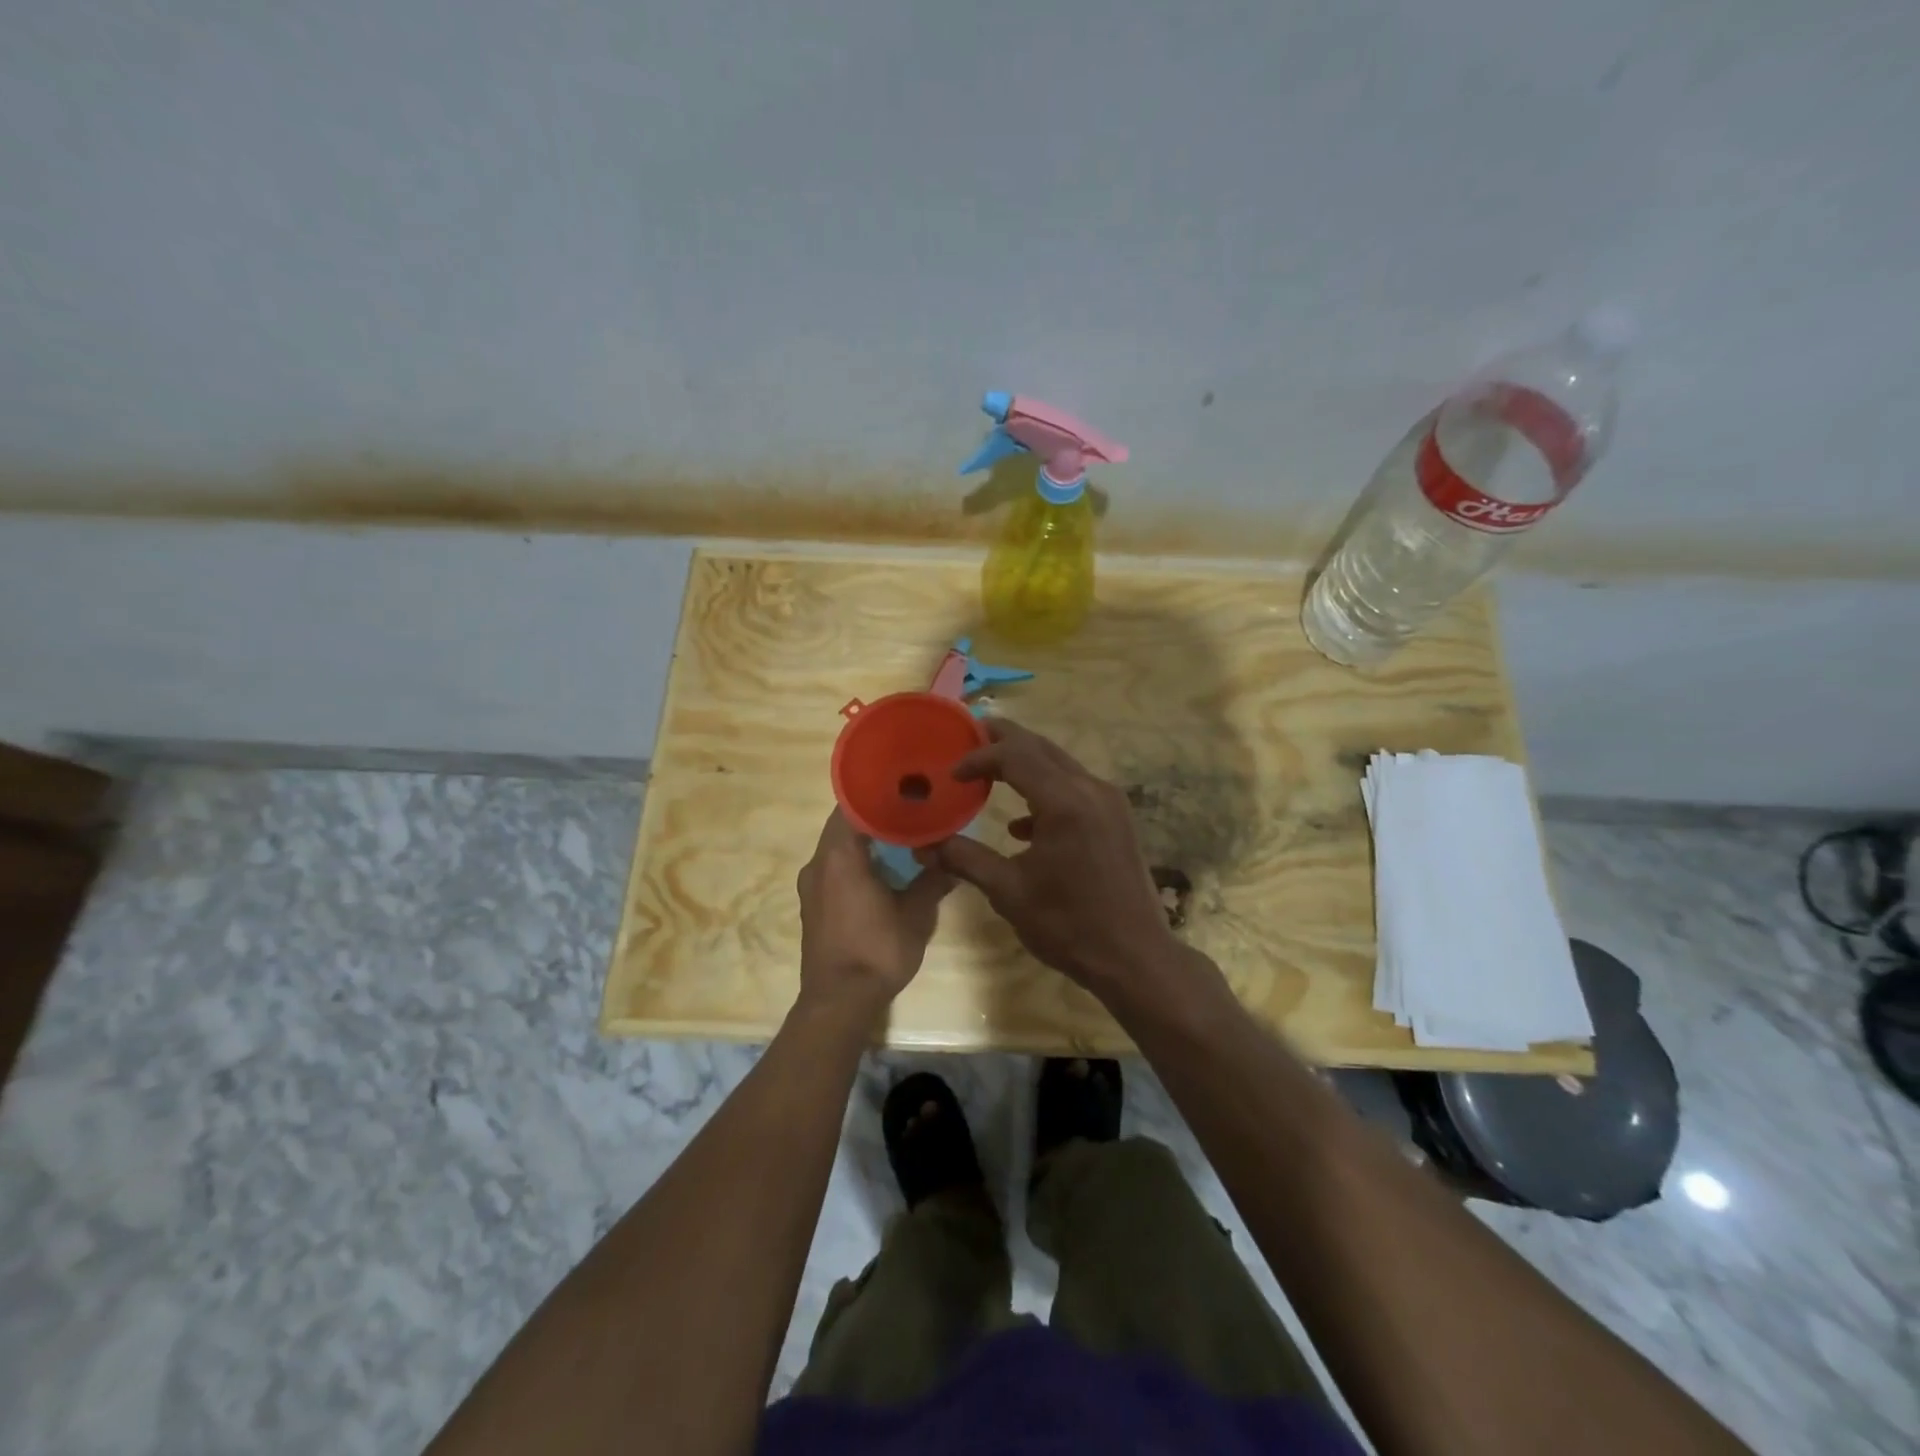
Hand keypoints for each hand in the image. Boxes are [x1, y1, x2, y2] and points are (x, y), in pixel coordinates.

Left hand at [796, 810, 953, 1016]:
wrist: (839, 1001)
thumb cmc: (877, 950)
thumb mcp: (916, 914)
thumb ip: (932, 881)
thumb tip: (951, 862)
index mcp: (840, 855)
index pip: (852, 805)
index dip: (878, 794)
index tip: (904, 789)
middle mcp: (818, 863)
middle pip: (844, 824)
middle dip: (875, 816)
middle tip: (910, 811)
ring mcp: (811, 885)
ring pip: (838, 847)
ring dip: (865, 841)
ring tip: (901, 838)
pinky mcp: (813, 905)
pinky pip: (834, 869)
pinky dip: (855, 861)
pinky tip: (883, 871)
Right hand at [916, 719, 1183, 994]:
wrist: (1135, 957)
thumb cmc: (1069, 925)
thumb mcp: (1009, 892)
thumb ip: (966, 860)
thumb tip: (924, 847)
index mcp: (1065, 801)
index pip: (1015, 756)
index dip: (979, 757)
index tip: (951, 773)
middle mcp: (1091, 789)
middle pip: (1040, 748)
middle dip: (1003, 740)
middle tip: (968, 736)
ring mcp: (1109, 802)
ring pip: (1060, 764)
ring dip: (1024, 762)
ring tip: (989, 771)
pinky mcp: (1116, 819)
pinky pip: (1075, 788)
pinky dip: (1045, 791)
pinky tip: (1023, 825)